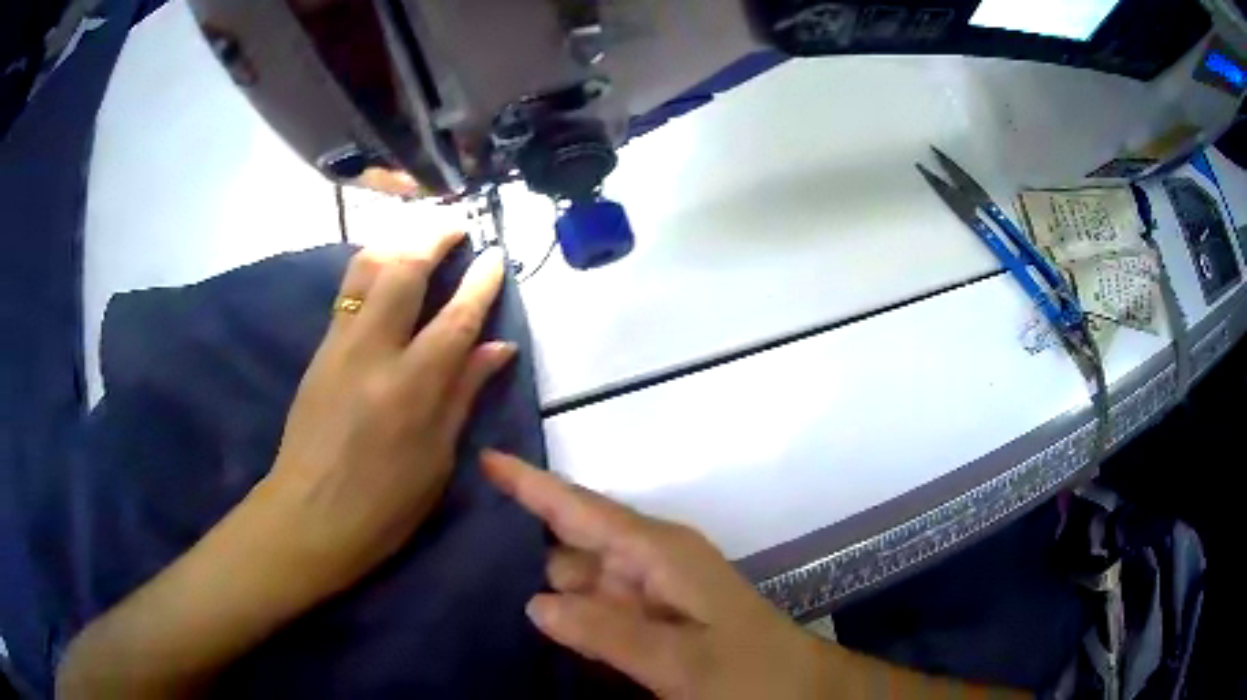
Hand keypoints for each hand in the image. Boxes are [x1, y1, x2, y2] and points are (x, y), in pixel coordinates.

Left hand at [258, 234, 512, 596]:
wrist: (308, 515)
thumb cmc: (383, 504)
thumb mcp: (436, 458)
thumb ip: (463, 394)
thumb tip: (498, 348)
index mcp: (412, 388)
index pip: (456, 317)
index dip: (480, 282)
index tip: (495, 255)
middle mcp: (373, 352)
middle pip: (404, 271)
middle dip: (434, 238)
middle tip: (458, 226)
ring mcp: (339, 345)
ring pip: (367, 269)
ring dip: (398, 242)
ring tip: (420, 236)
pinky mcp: (319, 350)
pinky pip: (347, 291)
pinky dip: (372, 267)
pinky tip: (385, 268)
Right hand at [482, 451, 840, 699]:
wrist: (798, 688)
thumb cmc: (750, 671)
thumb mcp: (683, 660)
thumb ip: (609, 632)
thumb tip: (535, 602)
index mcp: (660, 553)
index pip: (582, 509)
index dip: (532, 484)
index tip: (484, 459)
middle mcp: (652, 560)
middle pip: (574, 538)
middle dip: (526, 538)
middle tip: (463, 540)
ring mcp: (653, 588)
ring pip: (583, 573)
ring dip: (545, 580)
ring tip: (485, 583)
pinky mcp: (654, 614)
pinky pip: (598, 602)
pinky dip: (571, 608)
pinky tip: (542, 620)